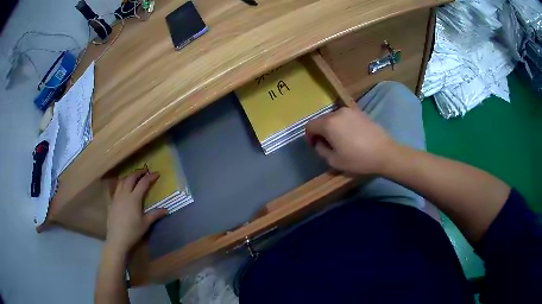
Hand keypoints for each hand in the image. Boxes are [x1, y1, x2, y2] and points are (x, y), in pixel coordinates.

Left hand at [106, 169, 167, 254]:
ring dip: (129, 176)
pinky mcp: (112, 202)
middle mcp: (124, 194)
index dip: (150, 177)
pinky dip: (121, 184)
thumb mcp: (145, 224)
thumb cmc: (133, 232)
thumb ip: (155, 214)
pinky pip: (116, 188)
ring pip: (121, 181)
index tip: (157, 174)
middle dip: (138, 173)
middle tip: (145, 172)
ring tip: (134, 177)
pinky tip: (123, 188)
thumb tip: (166, 210)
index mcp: (134, 198)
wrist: (117, 238)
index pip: (143, 183)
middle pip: (131, 178)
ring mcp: (116, 197)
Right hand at [305, 107, 398, 174]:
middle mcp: (337, 112)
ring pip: (333, 118)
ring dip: (332, 128)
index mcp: (328, 123)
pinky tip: (351, 136)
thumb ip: (321, 150)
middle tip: (327, 145)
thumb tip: (319, 143)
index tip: (315, 146)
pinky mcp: (360, 112)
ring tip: (340, 141)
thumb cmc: (358, 159)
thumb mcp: (334, 161)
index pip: (310, 125)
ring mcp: (350, 111)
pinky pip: (345, 117)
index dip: (309, 136)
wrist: (385, 153)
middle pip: (321, 120)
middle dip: (320, 132)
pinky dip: (343, 125)